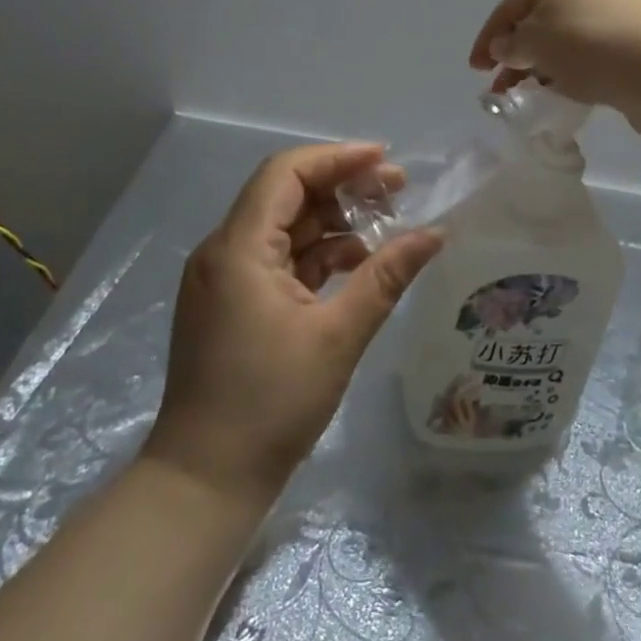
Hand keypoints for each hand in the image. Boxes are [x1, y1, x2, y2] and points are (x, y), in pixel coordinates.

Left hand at [142, 143, 442, 505]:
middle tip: (397, 190)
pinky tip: (356, 264)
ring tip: (385, 225)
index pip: (286, 174)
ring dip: (332, 221)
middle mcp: (224, 252)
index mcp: (239, 248)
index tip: (385, 161)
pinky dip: (316, 254)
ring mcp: (224, 279)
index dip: (337, 158)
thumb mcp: (338, 336)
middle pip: (285, 195)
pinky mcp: (231, 303)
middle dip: (342, 186)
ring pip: (283, 227)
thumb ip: (386, 276)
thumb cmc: (271, 404)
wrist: (205, 481)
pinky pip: (277, 258)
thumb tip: (435, 234)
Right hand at [468, 0, 640, 139]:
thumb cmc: (594, 46)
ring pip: (564, 47)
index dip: (489, 34)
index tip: (475, 69)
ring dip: (539, 71)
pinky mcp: (634, 54)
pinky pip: (589, 65)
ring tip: (526, 99)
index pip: (514, 3)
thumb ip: (513, 44)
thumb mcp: (538, 40)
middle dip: (514, 56)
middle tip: (498, 90)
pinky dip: (569, 80)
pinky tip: (564, 100)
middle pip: (539, 24)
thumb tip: (503, 47)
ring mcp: (616, 24)